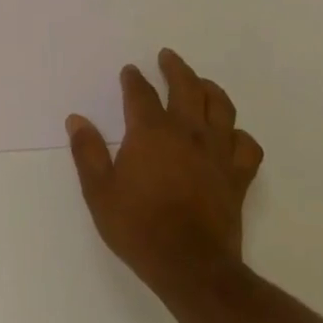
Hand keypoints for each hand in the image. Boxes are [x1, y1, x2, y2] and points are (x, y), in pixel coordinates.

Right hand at [66, 49, 263, 294]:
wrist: (190, 266)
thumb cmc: (138, 227)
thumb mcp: (99, 191)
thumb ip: (87, 152)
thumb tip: (76, 119)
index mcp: (151, 133)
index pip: (141, 94)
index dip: (134, 79)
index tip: (130, 70)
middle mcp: (187, 133)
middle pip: (187, 88)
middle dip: (176, 68)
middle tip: (168, 56)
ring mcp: (217, 153)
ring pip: (221, 108)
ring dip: (210, 89)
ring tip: (202, 83)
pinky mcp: (237, 177)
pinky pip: (246, 146)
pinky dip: (238, 134)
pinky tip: (230, 134)